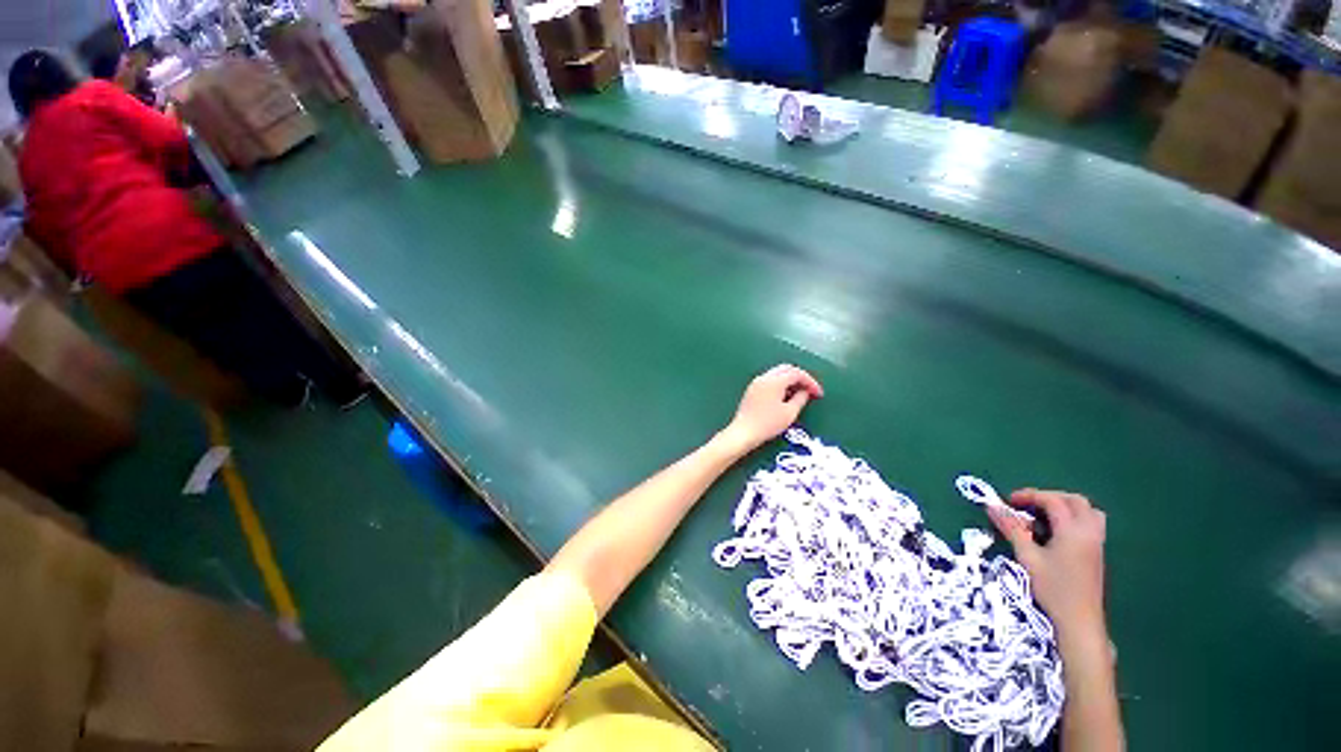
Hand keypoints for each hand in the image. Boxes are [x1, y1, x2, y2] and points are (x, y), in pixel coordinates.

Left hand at [718, 364, 822, 454]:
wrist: (744, 432)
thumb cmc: (768, 424)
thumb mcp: (789, 413)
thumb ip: (801, 399)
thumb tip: (805, 391)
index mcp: (774, 381)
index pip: (797, 373)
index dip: (810, 382)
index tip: (818, 394)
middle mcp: (764, 377)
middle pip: (787, 369)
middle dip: (801, 378)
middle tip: (810, 390)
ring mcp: (756, 382)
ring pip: (777, 373)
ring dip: (790, 380)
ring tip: (799, 395)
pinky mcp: (752, 389)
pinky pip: (770, 380)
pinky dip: (780, 384)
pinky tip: (785, 397)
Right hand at [989, 489, 1107, 638]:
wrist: (1080, 621)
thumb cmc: (1053, 588)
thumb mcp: (1027, 557)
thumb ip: (1012, 529)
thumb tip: (991, 506)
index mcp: (1073, 531)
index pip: (1053, 501)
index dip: (1029, 496)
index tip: (1008, 501)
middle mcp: (1089, 532)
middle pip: (1075, 500)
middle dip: (1049, 497)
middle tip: (1027, 505)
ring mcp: (1097, 543)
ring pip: (1087, 511)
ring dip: (1065, 506)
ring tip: (1043, 515)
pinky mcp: (1097, 553)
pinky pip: (1090, 524)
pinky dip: (1073, 518)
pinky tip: (1056, 532)